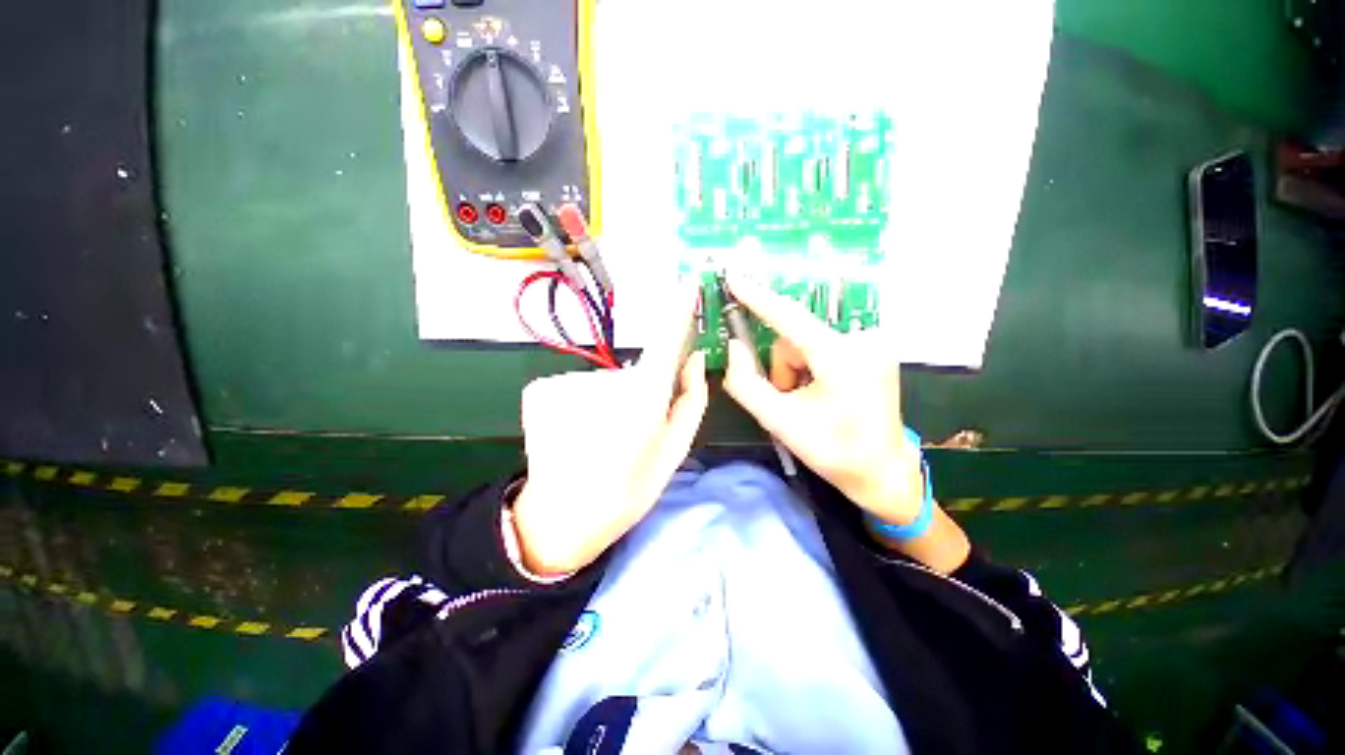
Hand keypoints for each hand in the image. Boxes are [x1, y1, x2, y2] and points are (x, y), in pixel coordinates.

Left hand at [511, 285, 708, 575]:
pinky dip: (579, 405)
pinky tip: (574, 434)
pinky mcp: (540, 388)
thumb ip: (690, 400)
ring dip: (607, 403)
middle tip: (629, 434)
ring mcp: (568, 382)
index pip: (665, 340)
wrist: (562, 518)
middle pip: (634, 373)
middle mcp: (605, 381)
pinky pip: (575, 388)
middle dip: (639, 395)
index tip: (687, 283)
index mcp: (643, 398)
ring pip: (603, 383)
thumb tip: (694, 360)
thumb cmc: (628, 490)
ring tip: (599, 439)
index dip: (678, 310)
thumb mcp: (673, 450)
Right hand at [721, 272, 923, 525]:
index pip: (790, 318)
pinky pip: (822, 346)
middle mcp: (862, 340)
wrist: (881, 471)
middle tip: (788, 399)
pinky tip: (822, 391)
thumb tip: (734, 346)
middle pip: (794, 338)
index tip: (735, 278)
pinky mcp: (872, 349)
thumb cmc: (832, 451)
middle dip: (782, 368)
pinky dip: (811, 366)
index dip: (758, 298)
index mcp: (841, 358)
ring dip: (796, 370)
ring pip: (806, 342)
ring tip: (807, 401)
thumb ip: (746, 383)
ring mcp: (872, 343)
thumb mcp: (778, 422)